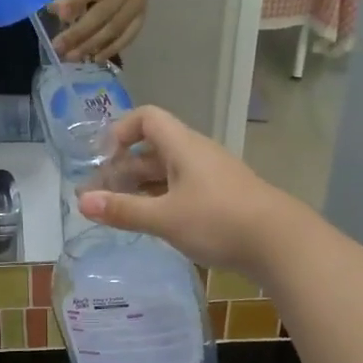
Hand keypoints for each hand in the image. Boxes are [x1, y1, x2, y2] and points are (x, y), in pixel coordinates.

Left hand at [55, 0, 155, 60]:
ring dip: (92, 45)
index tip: (60, 16)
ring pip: (114, 29)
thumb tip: (56, 12)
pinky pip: (126, 37)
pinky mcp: (141, 19)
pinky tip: (95, 58)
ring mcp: (138, 7)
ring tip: (72, 57)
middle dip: (79, 33)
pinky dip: (110, 49)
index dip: (77, 1)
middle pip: (103, 14)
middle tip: (59, 47)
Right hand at [76, 106, 302, 275]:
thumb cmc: (219, 221)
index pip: (146, 118)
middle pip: (152, 148)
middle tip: (97, 195)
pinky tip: (149, 222)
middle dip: (121, 168)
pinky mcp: (220, 198)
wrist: (281, 244)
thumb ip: (122, 210)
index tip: (101, 160)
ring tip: (116, 210)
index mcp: (183, 146)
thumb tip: (81, 202)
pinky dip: (159, 199)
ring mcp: (210, 176)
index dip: (119, 131)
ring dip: (139, 186)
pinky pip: (181, 189)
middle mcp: (196, 154)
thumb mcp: (164, 218)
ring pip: (166, 172)